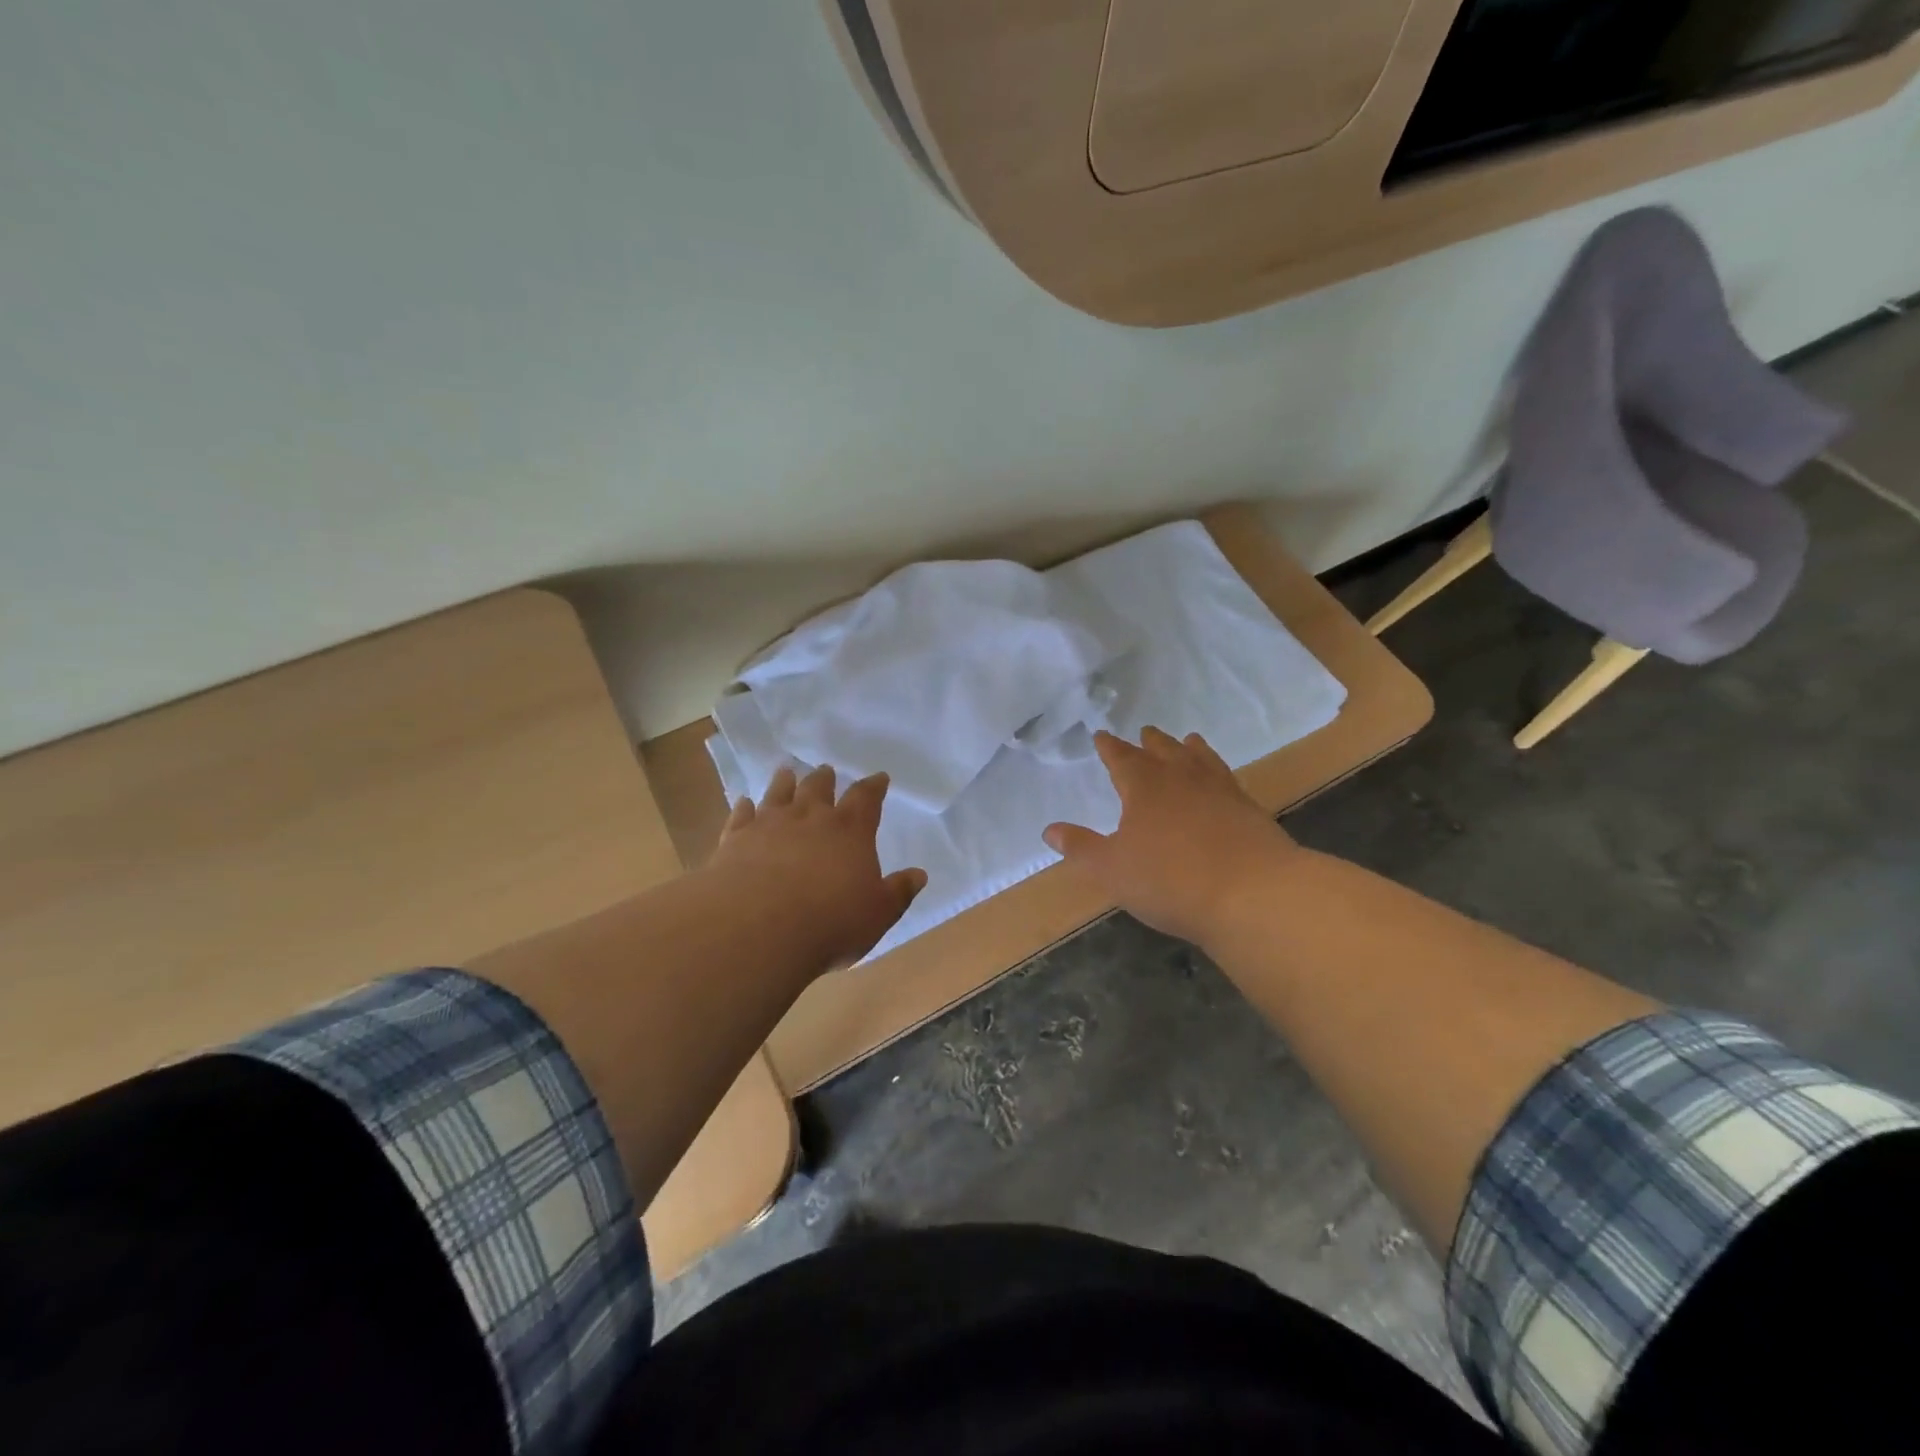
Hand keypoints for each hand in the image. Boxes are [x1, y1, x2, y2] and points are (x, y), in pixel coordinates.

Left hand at [707, 764, 927, 971]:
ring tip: (787, 771)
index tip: (879, 777)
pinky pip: (741, 816)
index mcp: (850, 831)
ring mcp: (769, 825)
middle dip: (825, 779)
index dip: (874, 787)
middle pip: (819, 788)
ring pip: (778, 794)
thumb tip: (919, 875)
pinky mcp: (735, 840)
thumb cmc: (830, 922)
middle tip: (826, 770)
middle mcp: (810, 819)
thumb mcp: (878, 913)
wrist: (758, 928)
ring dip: (784, 782)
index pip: (866, 799)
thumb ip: (898, 891)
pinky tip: (743, 803)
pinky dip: (744, 807)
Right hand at [1044, 728, 1297, 944]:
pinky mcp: (1248, 809)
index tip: (1102, 735)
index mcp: (1144, 786)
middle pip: (1163, 751)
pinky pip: (1228, 778)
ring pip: (1200, 759)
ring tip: (1187, 740)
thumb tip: (1050, 830)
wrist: (1253, 893)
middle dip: (1150, 743)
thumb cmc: (1170, 880)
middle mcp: (1181, 778)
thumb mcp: (1112, 869)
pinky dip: (1218, 771)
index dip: (1109, 747)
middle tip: (1146, 731)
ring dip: (1188, 749)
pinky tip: (1221, 779)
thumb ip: (1081, 848)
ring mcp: (1219, 790)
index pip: (1121, 758)